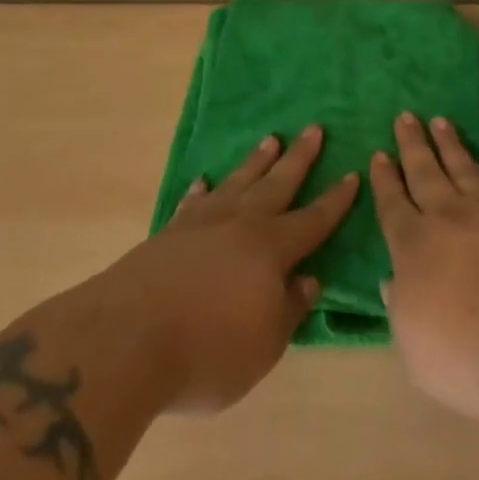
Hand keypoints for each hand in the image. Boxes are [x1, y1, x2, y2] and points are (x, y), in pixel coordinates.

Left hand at [94, 126, 358, 413]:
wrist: (125, 340)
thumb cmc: (207, 351)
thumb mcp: (264, 346)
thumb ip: (290, 309)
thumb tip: (309, 278)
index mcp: (272, 249)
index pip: (313, 219)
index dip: (335, 200)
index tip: (352, 174)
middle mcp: (241, 225)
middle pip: (277, 184)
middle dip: (299, 158)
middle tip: (314, 128)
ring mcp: (201, 224)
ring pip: (237, 183)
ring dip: (256, 162)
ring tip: (271, 139)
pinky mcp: (167, 235)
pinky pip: (192, 203)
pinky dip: (201, 191)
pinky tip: (204, 181)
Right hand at [371, 113, 478, 420]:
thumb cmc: (470, 357)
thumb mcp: (416, 350)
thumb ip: (402, 310)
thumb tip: (391, 281)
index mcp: (413, 248)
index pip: (393, 206)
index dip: (385, 181)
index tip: (379, 155)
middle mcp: (447, 219)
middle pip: (425, 173)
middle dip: (413, 145)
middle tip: (405, 116)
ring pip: (461, 168)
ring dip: (448, 144)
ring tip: (439, 121)